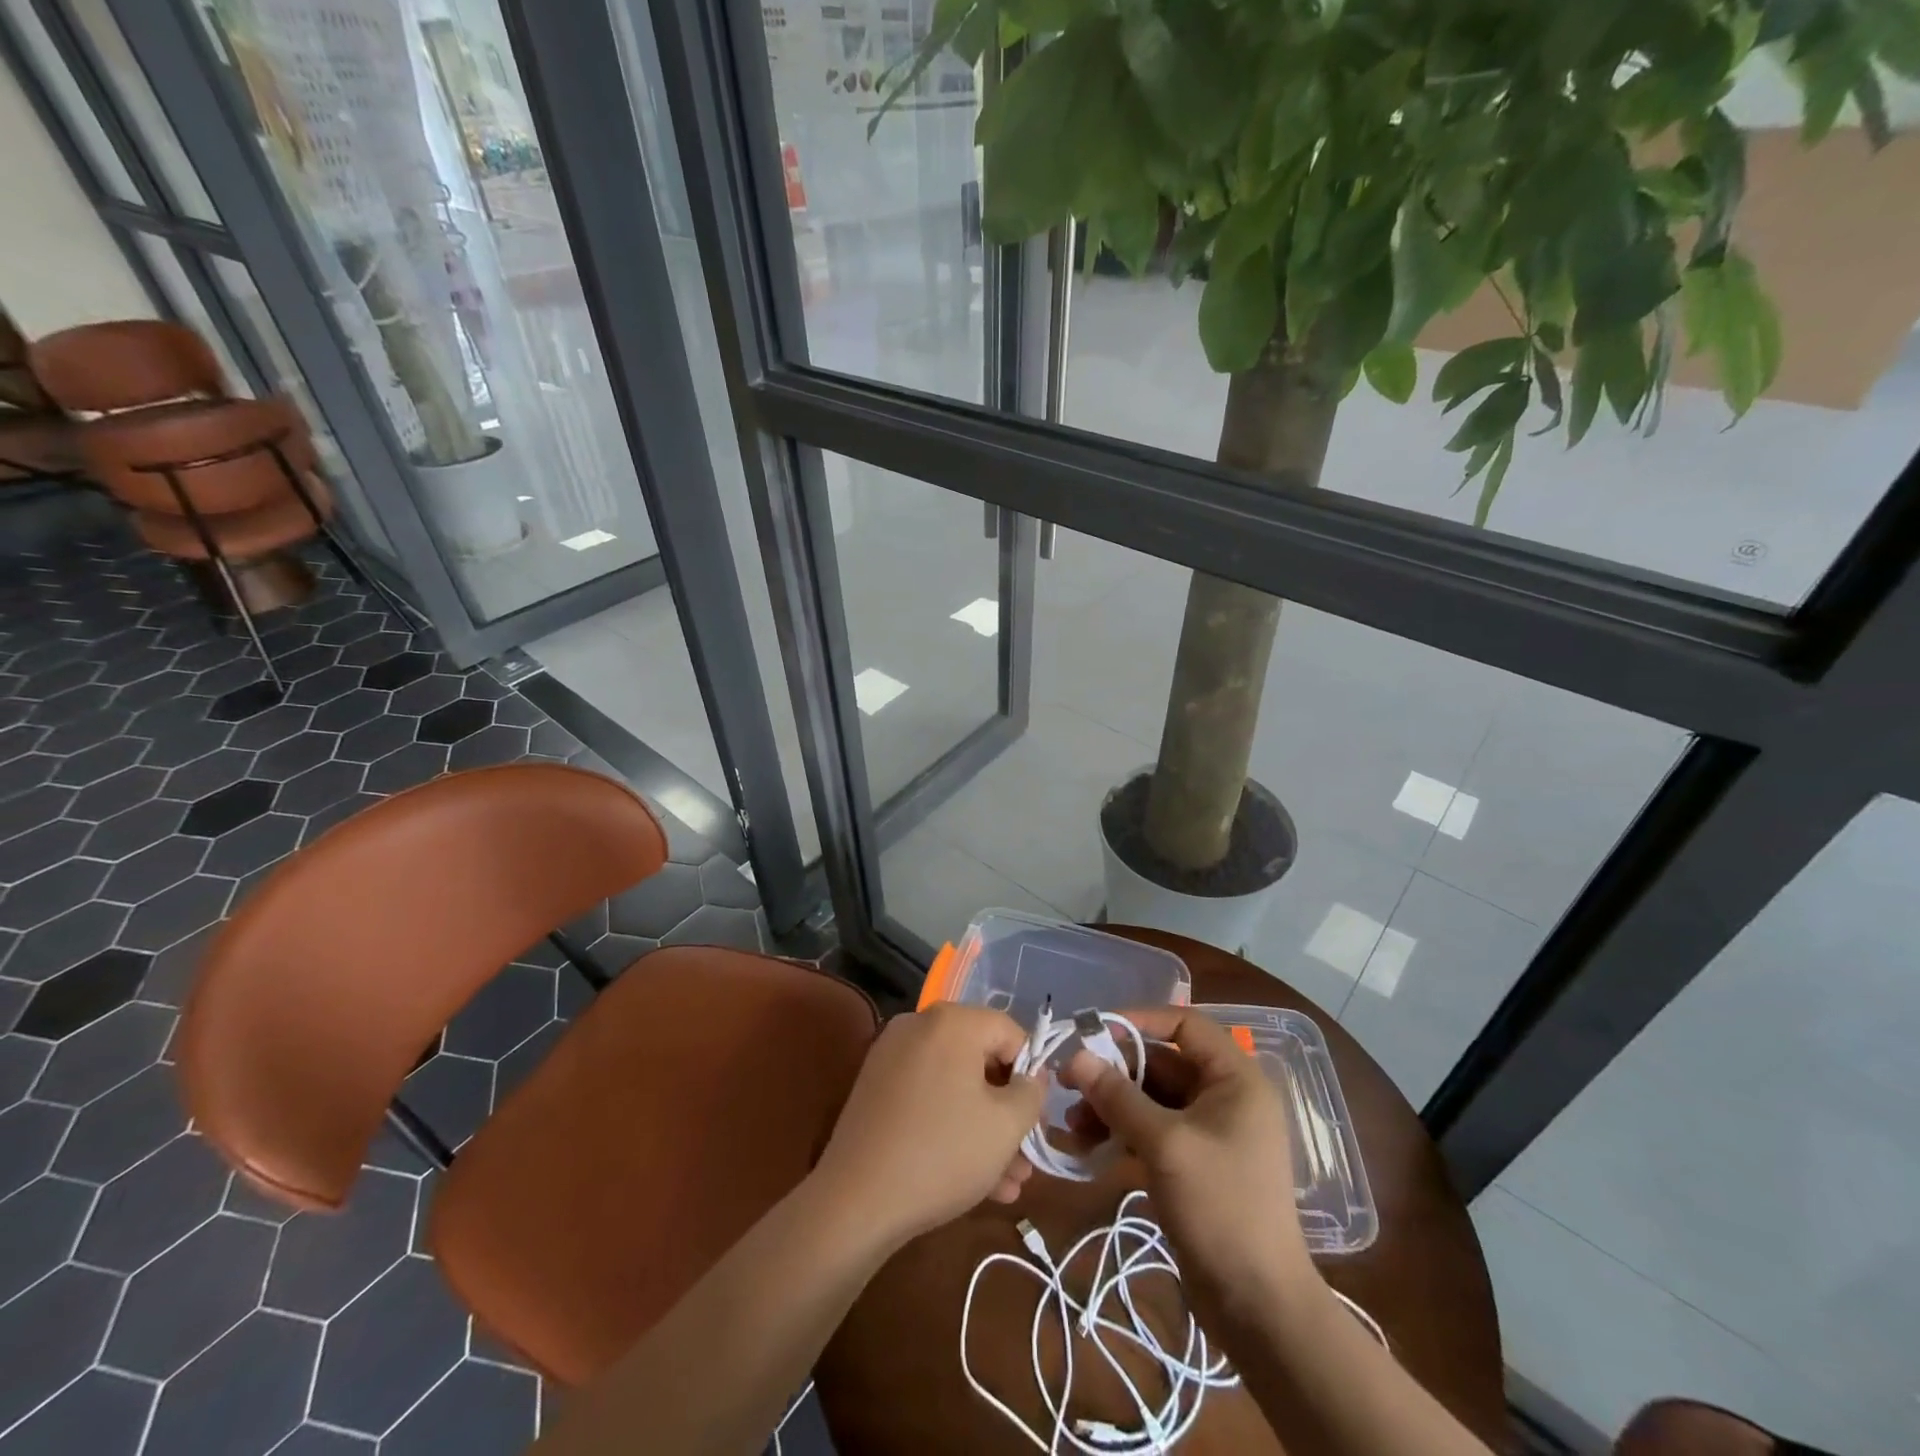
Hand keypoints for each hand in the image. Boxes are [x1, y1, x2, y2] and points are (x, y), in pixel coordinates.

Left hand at [812, 1003, 1045, 1249]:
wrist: (855, 1201)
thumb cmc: (942, 1153)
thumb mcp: (1005, 1126)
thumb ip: (1031, 1093)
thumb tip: (1031, 1078)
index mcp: (952, 1021)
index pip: (1010, 1032)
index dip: (1031, 1074)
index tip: (1038, 1119)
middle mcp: (919, 1026)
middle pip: (980, 1060)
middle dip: (1008, 1111)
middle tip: (1026, 1156)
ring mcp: (892, 1056)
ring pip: (954, 1086)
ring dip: (985, 1128)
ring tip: (1008, 1183)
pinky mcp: (875, 1088)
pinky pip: (927, 1097)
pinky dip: (951, 1126)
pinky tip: (975, 1180)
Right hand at [1061, 1007, 1319, 1328]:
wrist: (1259, 1307)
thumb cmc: (1221, 1207)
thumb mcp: (1165, 1145)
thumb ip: (1118, 1097)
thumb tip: (1076, 1057)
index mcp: (1234, 1079)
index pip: (1185, 1024)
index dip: (1139, 1020)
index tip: (1094, 1031)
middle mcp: (1225, 1096)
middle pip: (1162, 1063)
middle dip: (1114, 1072)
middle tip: (1068, 1083)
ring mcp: (1210, 1132)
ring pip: (1152, 1099)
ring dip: (1112, 1105)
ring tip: (1073, 1124)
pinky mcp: (1195, 1164)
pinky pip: (1153, 1131)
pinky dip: (1122, 1133)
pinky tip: (1088, 1147)